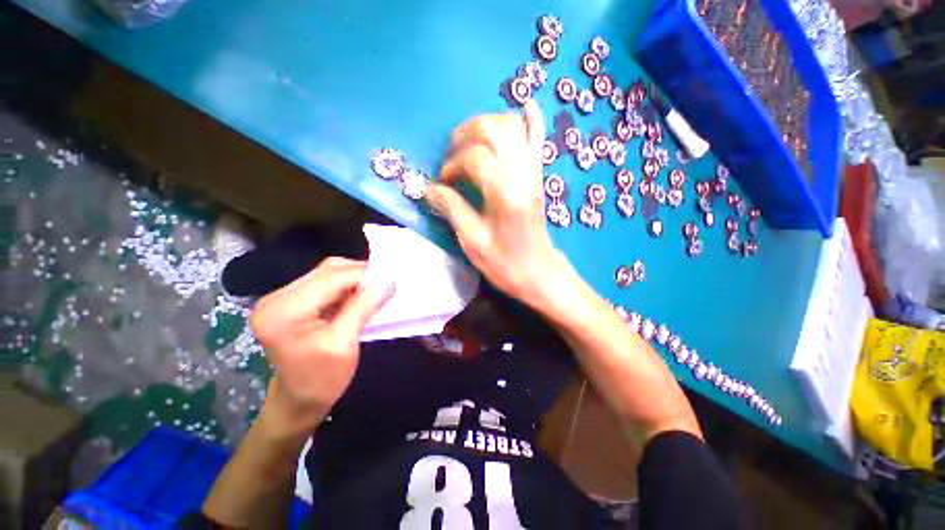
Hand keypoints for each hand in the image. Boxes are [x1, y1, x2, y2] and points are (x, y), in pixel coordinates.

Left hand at [250, 257, 393, 433]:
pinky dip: (345, 286)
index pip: (331, 278)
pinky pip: (323, 283)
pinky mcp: (290, 302)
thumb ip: (363, 307)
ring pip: (326, 274)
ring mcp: (280, 298)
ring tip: (374, 288)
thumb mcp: (345, 344)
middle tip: (385, 282)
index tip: (391, 278)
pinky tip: (358, 295)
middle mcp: (276, 298)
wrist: (299, 400)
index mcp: (284, 311)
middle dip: (359, 274)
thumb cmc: (322, 379)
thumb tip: (386, 280)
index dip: (364, 275)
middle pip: (327, 271)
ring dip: (353, 279)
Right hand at [426, 99, 569, 306]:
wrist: (538, 273)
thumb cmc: (504, 263)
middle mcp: (522, 174)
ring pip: (513, 126)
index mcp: (505, 192)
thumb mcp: (472, 241)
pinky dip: (531, 119)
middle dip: (466, 135)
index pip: (473, 157)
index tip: (443, 183)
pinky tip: (525, 104)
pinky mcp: (538, 175)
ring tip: (470, 141)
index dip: (452, 166)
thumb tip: (429, 188)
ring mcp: (534, 172)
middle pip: (493, 129)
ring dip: (487, 124)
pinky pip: (538, 139)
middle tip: (452, 155)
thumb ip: (451, 208)